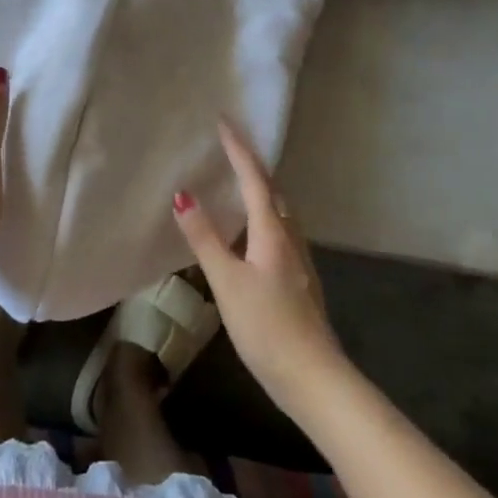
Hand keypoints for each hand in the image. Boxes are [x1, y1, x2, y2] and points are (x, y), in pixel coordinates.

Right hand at [174, 120, 346, 409]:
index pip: (254, 178)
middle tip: (229, 145)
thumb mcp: (227, 282)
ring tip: (239, 180)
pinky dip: (264, 215)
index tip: (224, 120)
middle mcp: (290, 237)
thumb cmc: (267, 327)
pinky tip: (253, 233)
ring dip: (260, 188)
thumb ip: (205, 239)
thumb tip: (183, 195)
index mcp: (272, 232)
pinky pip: (280, 230)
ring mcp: (298, 259)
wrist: (314, 377)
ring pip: (279, 210)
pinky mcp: (299, 279)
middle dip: (251, 163)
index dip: (239, 149)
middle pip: (272, 190)